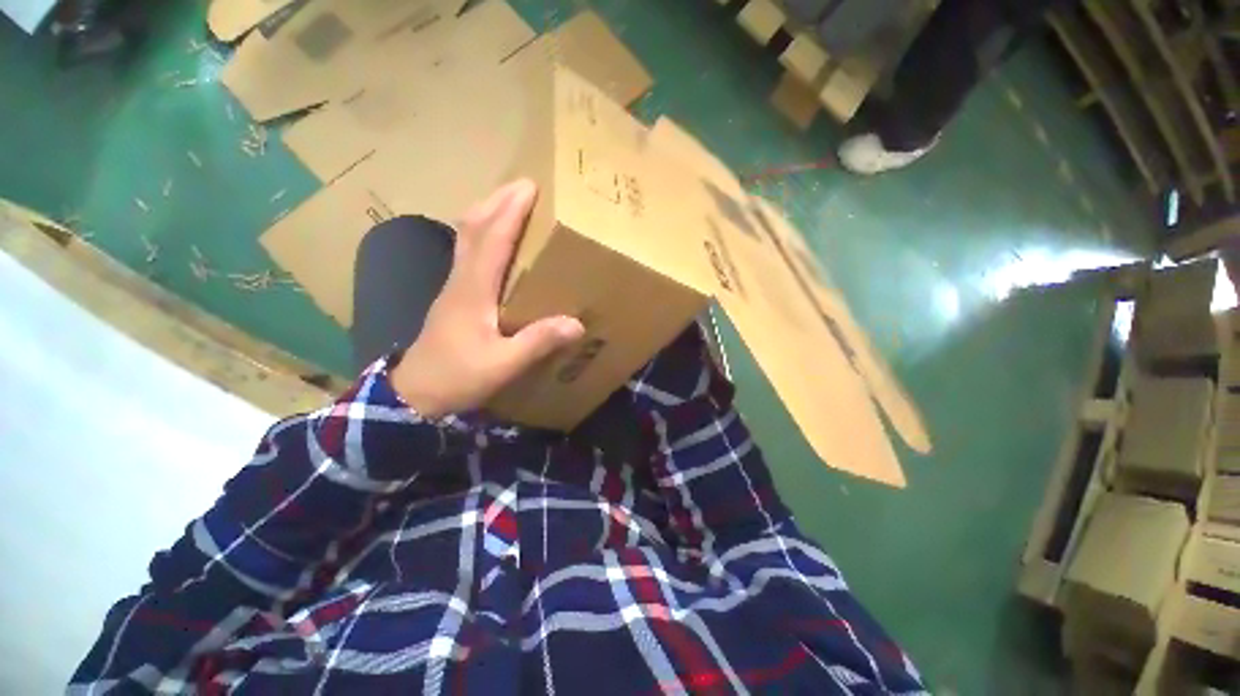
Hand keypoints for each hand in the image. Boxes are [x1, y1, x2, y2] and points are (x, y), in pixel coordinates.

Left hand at [390, 180, 585, 418]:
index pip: (492, 240)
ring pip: (467, 237)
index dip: (510, 212)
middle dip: (497, 201)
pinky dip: (483, 234)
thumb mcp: (502, 365)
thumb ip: (537, 342)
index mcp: (474, 291)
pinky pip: (469, 253)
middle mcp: (461, 280)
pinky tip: (497, 241)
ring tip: (511, 203)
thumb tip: (576, 323)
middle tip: (523, 186)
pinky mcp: (456, 296)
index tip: (530, 187)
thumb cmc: (457, 377)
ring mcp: (455, 286)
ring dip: (488, 213)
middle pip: (473, 227)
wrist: (416, 394)